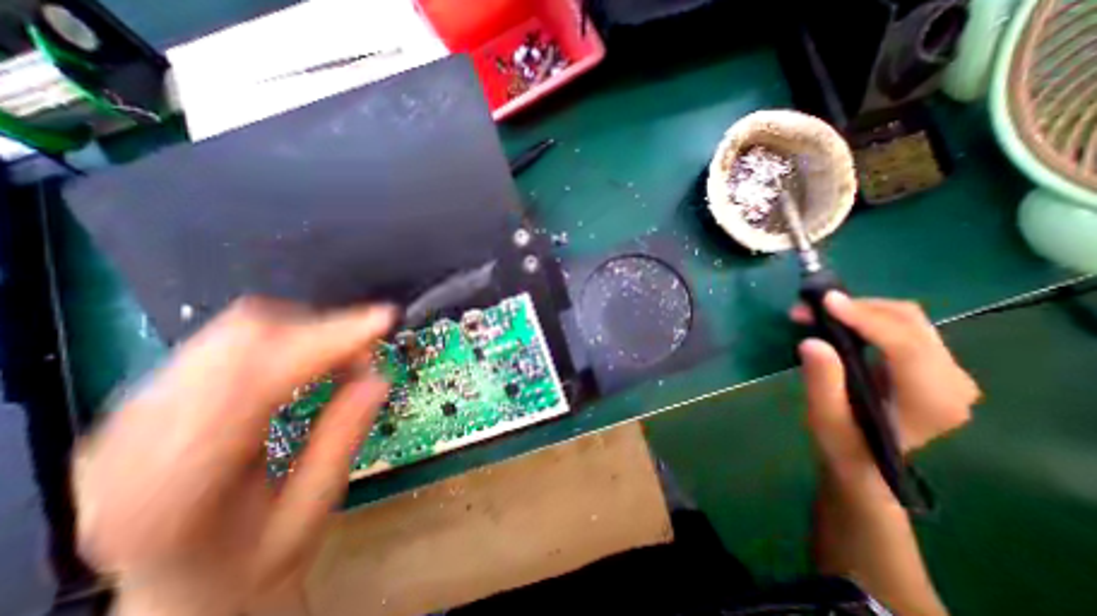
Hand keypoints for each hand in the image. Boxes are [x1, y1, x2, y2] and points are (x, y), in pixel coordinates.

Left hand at [75, 297, 395, 613]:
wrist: (181, 596)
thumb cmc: (251, 566)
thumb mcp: (311, 512)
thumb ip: (343, 439)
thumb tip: (379, 377)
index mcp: (173, 488)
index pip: (257, 377)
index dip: (327, 337)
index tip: (383, 319)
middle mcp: (133, 442)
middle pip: (239, 340)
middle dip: (321, 328)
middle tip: (367, 346)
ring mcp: (131, 417)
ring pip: (232, 332)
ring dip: (304, 330)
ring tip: (343, 356)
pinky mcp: (148, 402)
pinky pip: (226, 343)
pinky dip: (283, 338)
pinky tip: (308, 360)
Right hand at [794, 294, 980, 495]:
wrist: (864, 461)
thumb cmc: (843, 443)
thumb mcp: (825, 416)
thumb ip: (822, 381)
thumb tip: (812, 342)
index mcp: (932, 401)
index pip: (905, 346)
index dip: (865, 319)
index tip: (825, 301)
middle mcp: (953, 381)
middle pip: (910, 324)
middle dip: (857, 308)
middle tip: (809, 309)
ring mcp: (946, 370)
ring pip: (906, 320)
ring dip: (858, 309)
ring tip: (816, 313)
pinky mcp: (930, 363)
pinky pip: (900, 326)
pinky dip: (865, 316)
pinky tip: (837, 320)